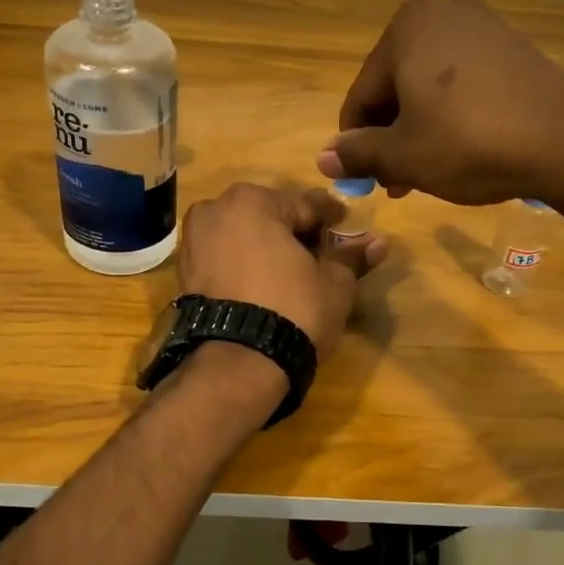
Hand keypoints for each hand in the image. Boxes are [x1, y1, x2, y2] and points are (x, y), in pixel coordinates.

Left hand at [177, 183, 387, 359]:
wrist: (237, 363)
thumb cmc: (293, 310)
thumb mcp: (334, 283)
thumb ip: (352, 257)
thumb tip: (379, 242)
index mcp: (252, 201)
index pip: (306, 204)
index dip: (332, 218)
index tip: (349, 230)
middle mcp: (215, 210)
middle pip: (270, 217)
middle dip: (296, 233)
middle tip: (321, 257)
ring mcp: (194, 241)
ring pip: (244, 237)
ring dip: (268, 249)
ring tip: (294, 275)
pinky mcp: (184, 273)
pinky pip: (224, 259)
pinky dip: (244, 266)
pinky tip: (265, 287)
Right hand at [317, 0, 563, 206]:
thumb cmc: (469, 143)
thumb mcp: (404, 156)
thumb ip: (358, 154)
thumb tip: (324, 159)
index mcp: (406, 29)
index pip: (362, 95)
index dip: (356, 143)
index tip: (363, 180)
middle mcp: (442, 14)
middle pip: (396, 88)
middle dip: (391, 138)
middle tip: (397, 182)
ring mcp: (483, 27)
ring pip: (430, 89)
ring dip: (419, 132)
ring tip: (426, 174)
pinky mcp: (513, 48)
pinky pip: (464, 84)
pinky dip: (452, 116)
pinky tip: (460, 151)